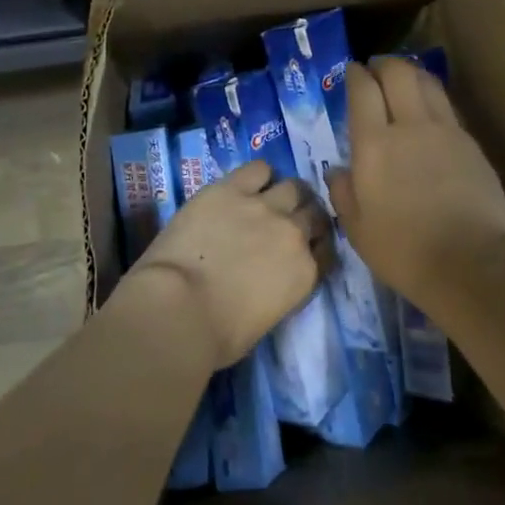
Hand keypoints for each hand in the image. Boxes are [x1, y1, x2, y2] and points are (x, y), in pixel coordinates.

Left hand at [126, 159, 331, 366]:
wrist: (179, 309)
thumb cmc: (217, 335)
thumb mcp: (265, 321)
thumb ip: (278, 292)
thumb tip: (266, 282)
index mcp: (305, 274)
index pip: (326, 251)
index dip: (316, 246)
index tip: (305, 248)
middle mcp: (293, 234)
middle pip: (314, 213)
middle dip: (306, 216)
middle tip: (288, 221)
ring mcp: (264, 207)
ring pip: (293, 187)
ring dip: (287, 193)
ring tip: (272, 198)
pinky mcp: (231, 189)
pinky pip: (257, 169)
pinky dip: (258, 175)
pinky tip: (246, 183)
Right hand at [328, 58, 504, 305]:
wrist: (471, 262)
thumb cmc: (404, 251)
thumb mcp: (357, 230)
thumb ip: (344, 193)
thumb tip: (339, 171)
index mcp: (374, 144)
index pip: (363, 90)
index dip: (356, 75)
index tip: (352, 72)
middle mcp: (410, 126)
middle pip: (399, 73)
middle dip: (384, 64)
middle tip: (376, 69)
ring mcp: (446, 132)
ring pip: (428, 83)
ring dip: (412, 74)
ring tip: (404, 80)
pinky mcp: (472, 144)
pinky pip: (447, 108)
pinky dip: (433, 99)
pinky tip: (430, 113)